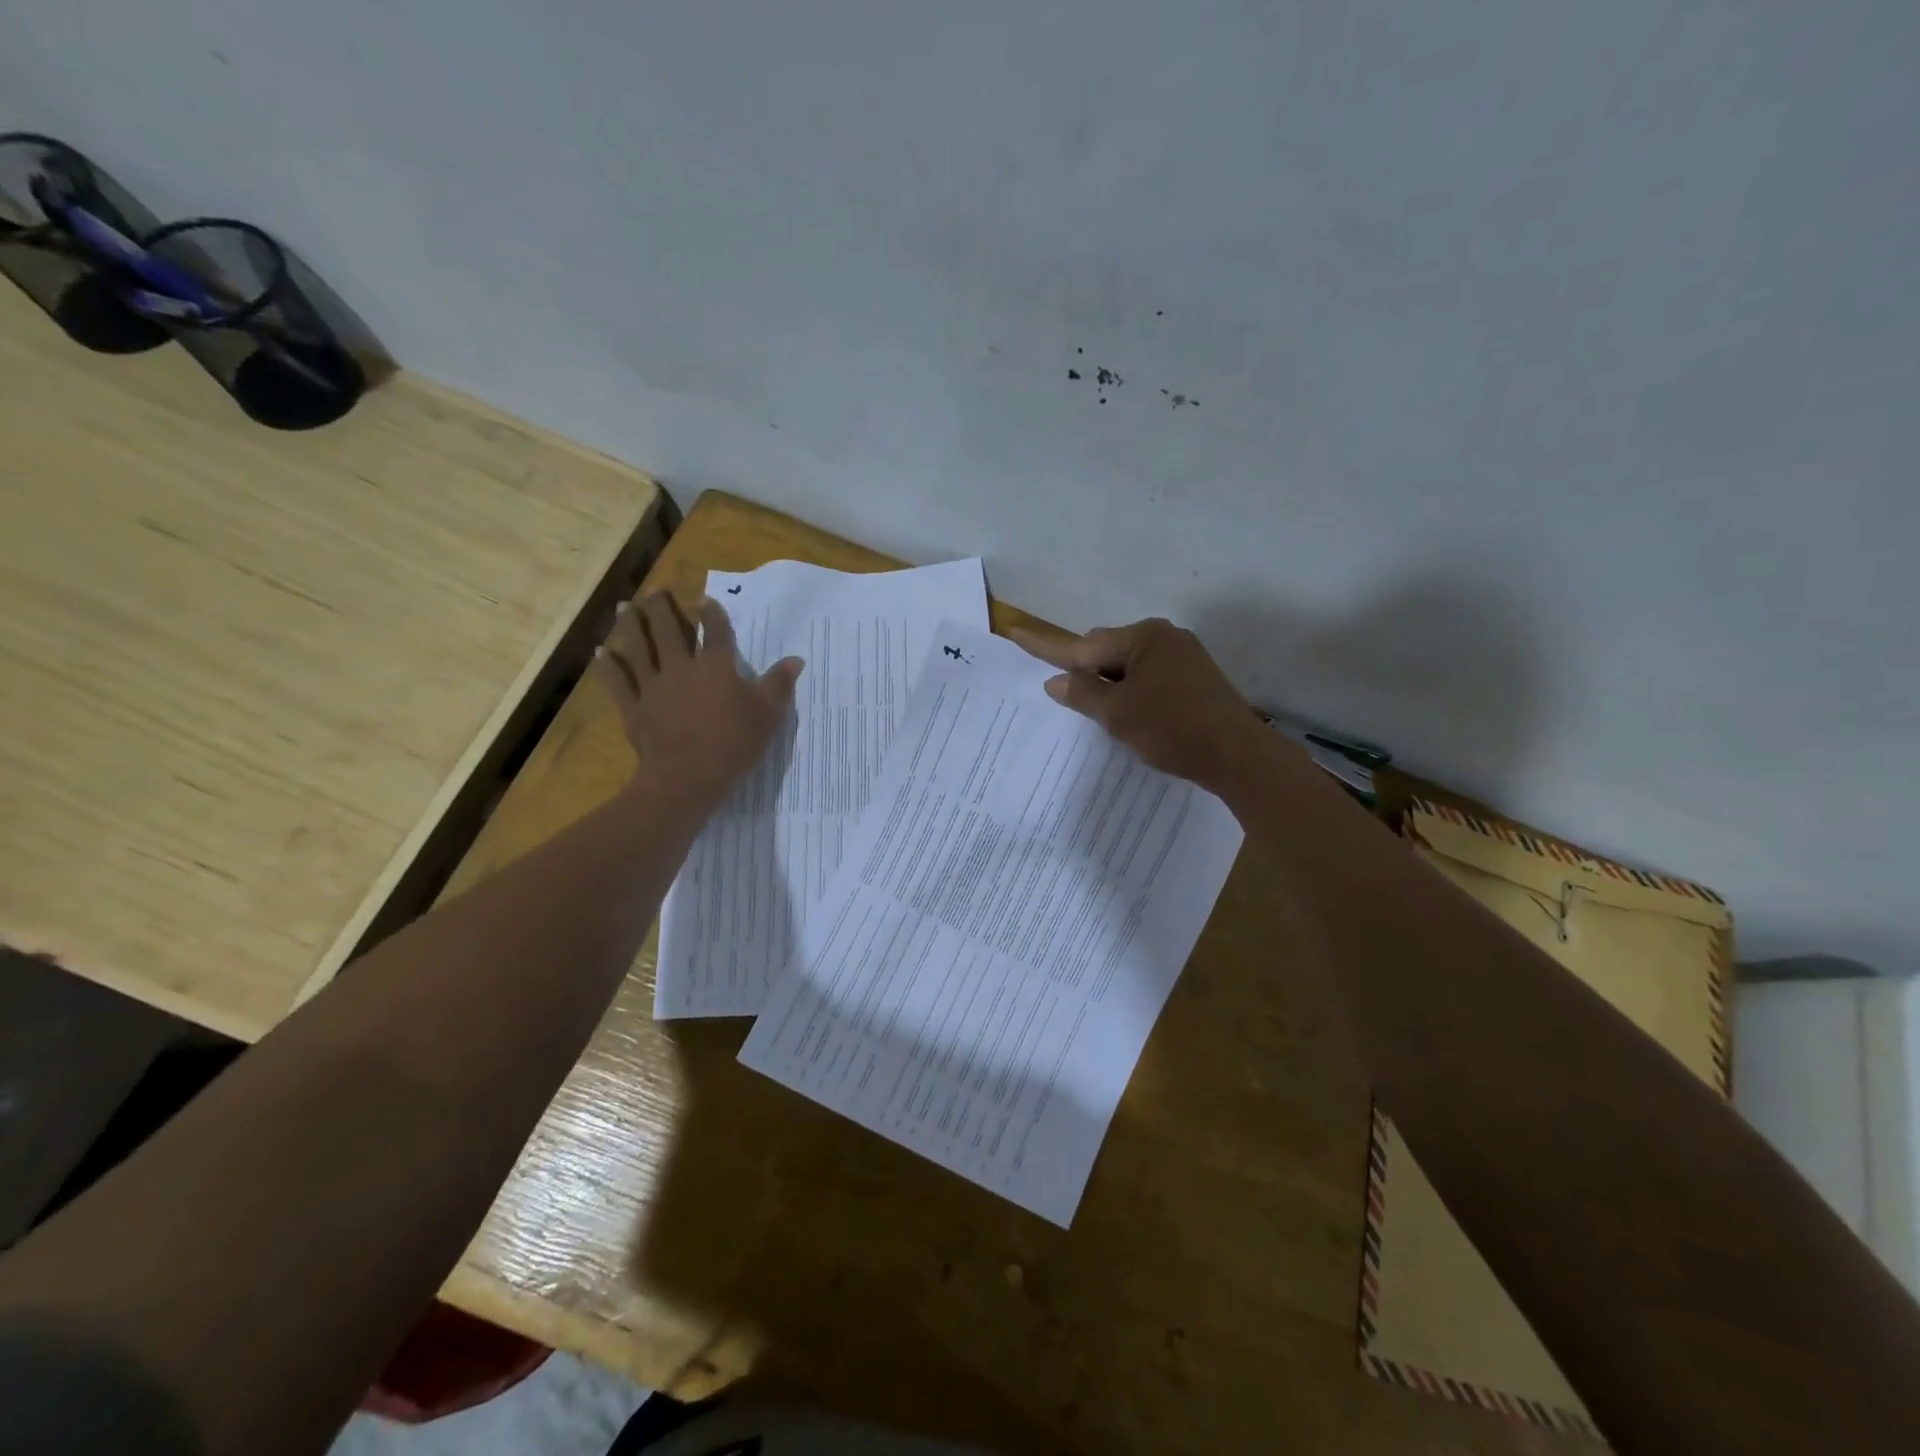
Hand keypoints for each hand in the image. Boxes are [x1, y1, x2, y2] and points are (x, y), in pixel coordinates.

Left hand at [595, 594, 801, 806]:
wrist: (688, 777)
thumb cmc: (734, 743)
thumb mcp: (768, 714)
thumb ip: (779, 684)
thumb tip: (796, 659)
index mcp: (716, 666)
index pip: (715, 631)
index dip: (711, 613)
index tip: (705, 600)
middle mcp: (680, 667)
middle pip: (668, 630)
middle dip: (660, 608)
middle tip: (654, 592)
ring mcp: (652, 686)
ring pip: (637, 648)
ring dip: (629, 625)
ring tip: (623, 606)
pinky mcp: (634, 708)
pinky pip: (617, 682)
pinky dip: (608, 666)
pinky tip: (602, 652)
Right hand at [1012, 618, 1269, 790]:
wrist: (1238, 756)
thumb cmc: (1172, 729)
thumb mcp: (1118, 714)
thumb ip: (1083, 694)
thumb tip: (1056, 681)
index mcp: (1144, 638)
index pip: (1083, 645)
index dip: (1046, 646)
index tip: (1015, 631)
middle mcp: (1164, 638)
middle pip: (1107, 651)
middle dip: (1087, 672)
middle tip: (1070, 700)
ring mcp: (1184, 657)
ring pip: (1129, 667)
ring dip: (1111, 686)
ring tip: (1103, 715)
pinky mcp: (1195, 678)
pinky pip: (1149, 677)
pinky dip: (1132, 693)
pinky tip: (1131, 716)